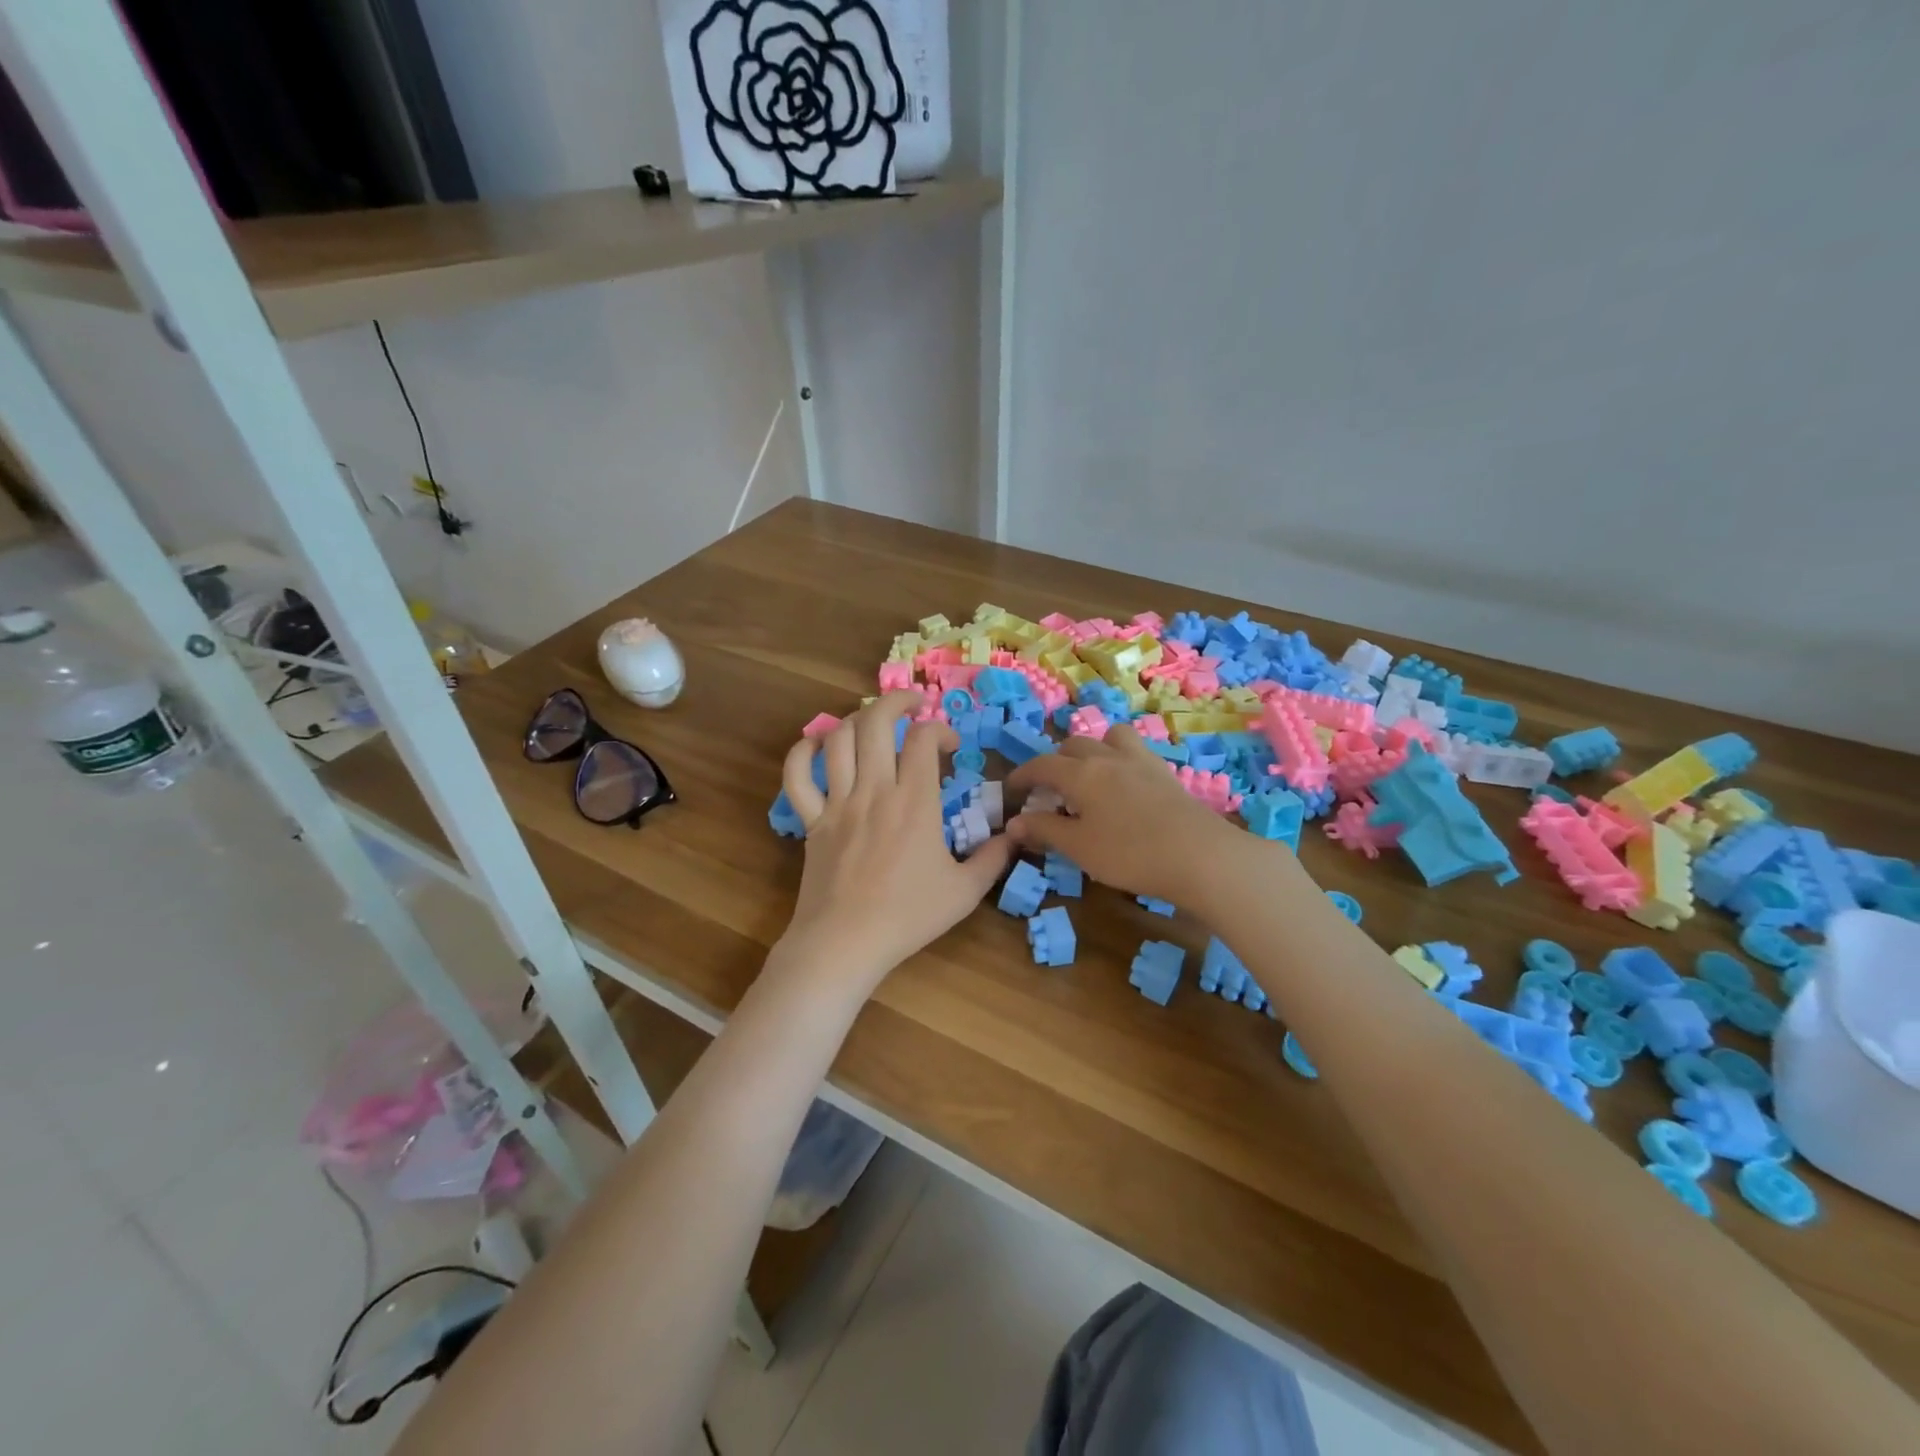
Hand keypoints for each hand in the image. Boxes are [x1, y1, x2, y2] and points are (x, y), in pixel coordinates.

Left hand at [777, 692, 1013, 996]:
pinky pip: (797, 776)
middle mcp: (874, 790)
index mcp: (914, 802)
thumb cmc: (908, 917)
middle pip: (876, 723)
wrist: (845, 943)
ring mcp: (837, 803)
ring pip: (838, 740)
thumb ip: (994, 858)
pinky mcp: (810, 820)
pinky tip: (817, 745)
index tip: (949, 745)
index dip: (940, 729)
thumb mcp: (966, 891)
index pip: (923, 739)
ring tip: (872, 722)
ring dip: (855, 720)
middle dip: (896, 702)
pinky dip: (803, 752)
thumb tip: (1017, 833)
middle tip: (912, 705)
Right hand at [1005, 726, 1262, 905]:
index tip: (1011, 790)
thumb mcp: (1079, 847)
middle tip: (1051, 791)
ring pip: (1109, 737)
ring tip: (1090, 776)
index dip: (1022, 776)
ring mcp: (1140, 761)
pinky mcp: (1165, 773)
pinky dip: (1119, 759)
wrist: (1200, 856)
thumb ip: (1045, 830)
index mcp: (1081, 773)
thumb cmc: (1130, 853)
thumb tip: (1013, 822)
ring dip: (1093, 749)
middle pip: (1073, 746)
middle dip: (1055, 762)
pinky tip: (1124, 786)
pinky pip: (1134, 751)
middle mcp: (1108, 757)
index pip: (1041, 765)